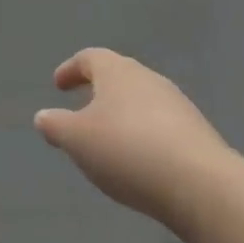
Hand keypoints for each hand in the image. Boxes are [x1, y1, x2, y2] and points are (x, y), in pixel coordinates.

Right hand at [36, 48, 233, 241]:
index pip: (90, 58)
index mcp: (117, 72)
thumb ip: (55, 126)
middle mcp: (148, 79)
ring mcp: (177, 104)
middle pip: (118, 76)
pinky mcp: (197, 133)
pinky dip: (143, 136)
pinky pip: (160, 126)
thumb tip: (43, 117)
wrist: (200, 184)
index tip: (58, 85)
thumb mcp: (76, 140)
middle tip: (81, 111)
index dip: (71, 70)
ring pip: (141, 101)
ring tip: (108, 142)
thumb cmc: (126, 150)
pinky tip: (139, 162)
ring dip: (122, 115)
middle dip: (98, 92)